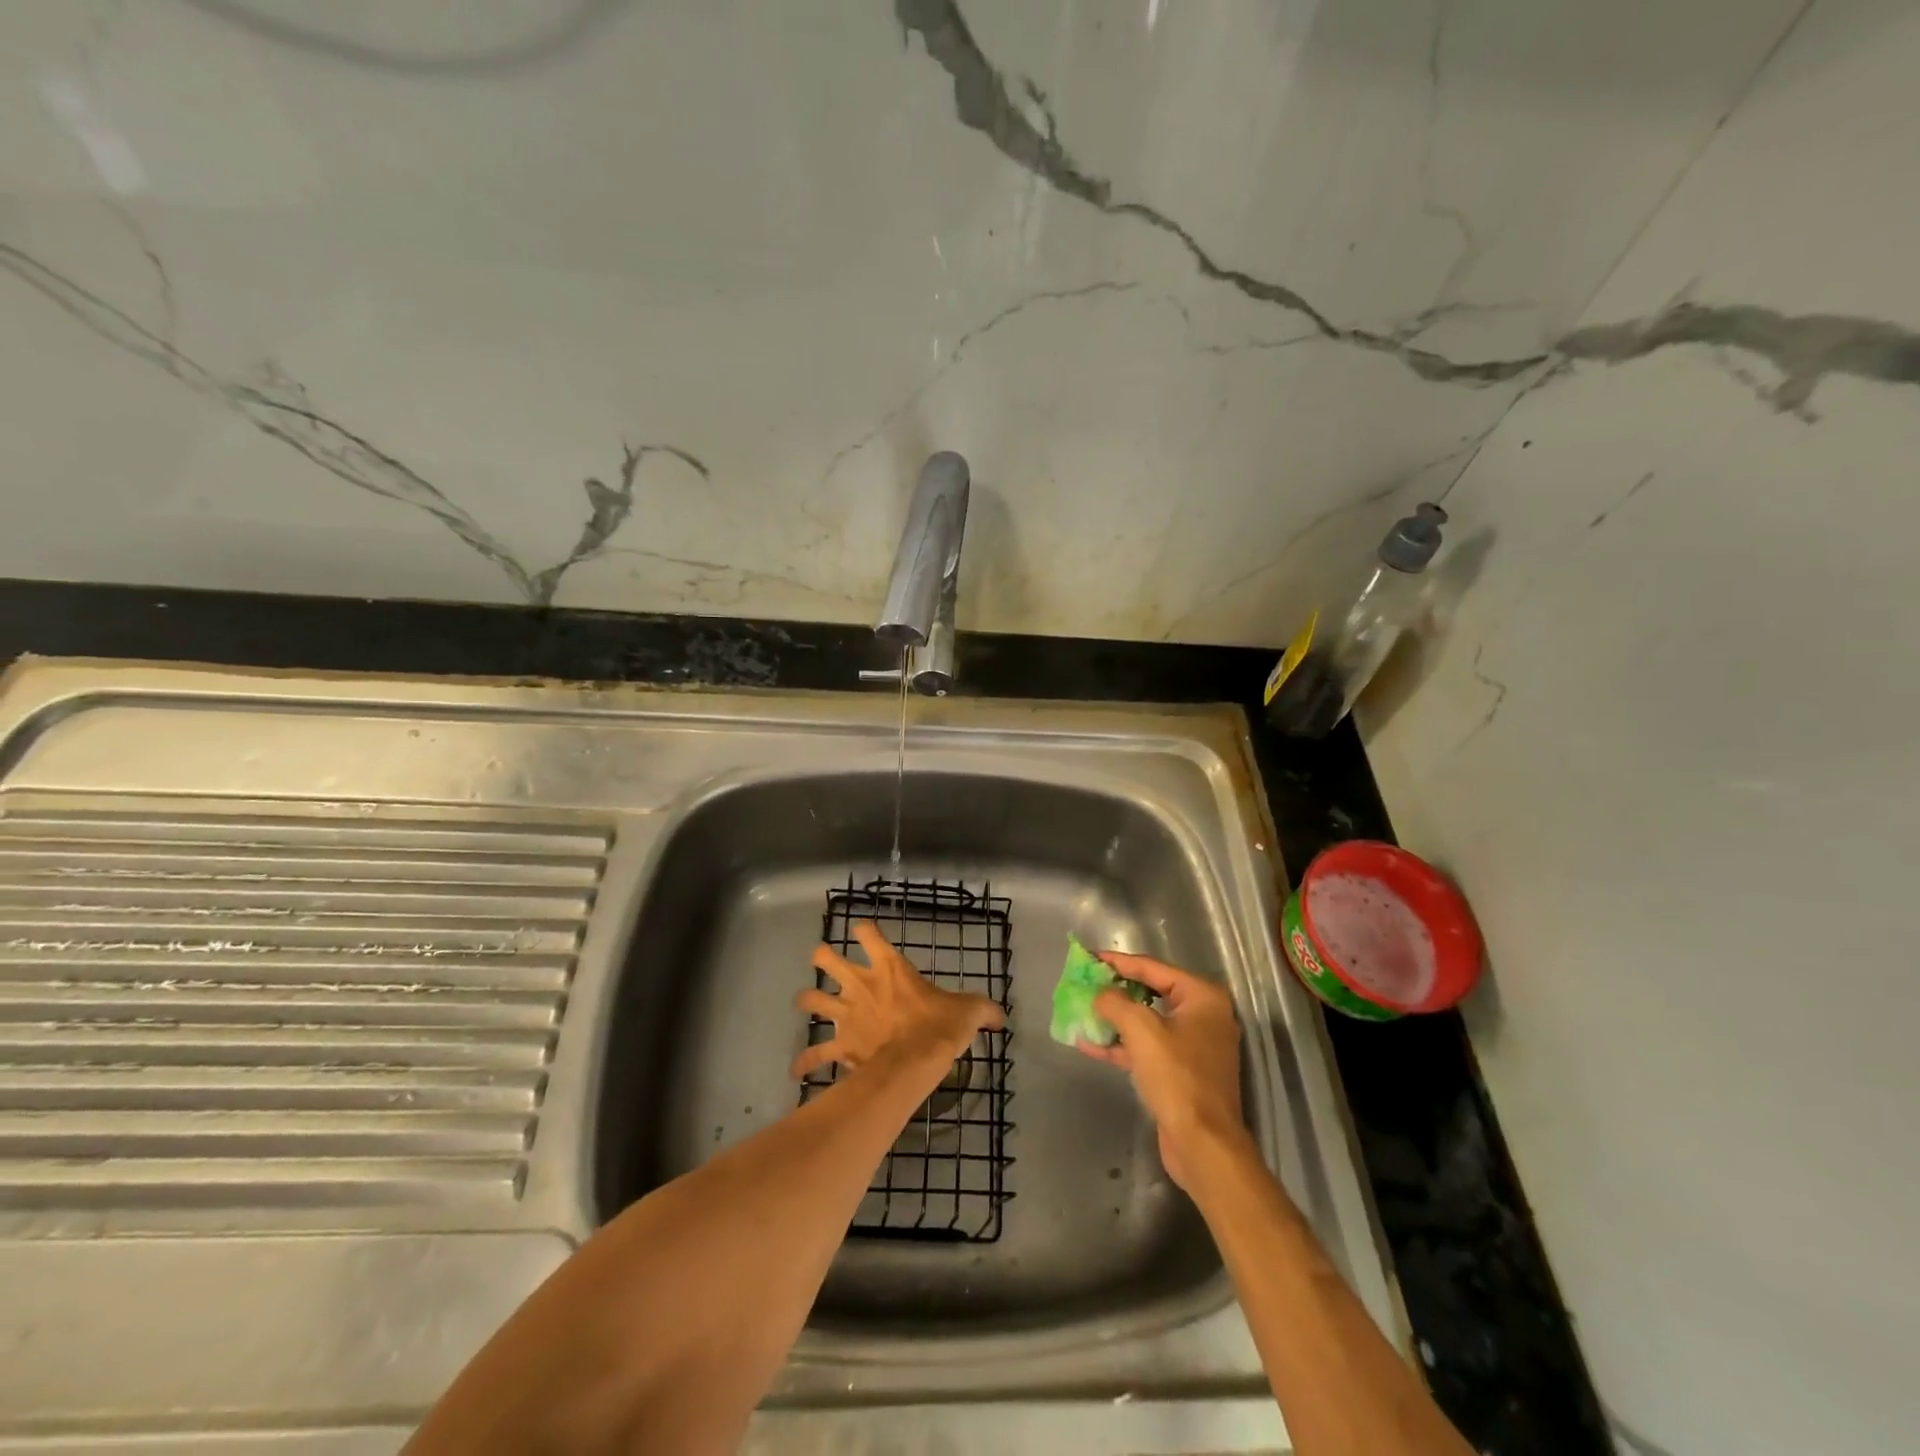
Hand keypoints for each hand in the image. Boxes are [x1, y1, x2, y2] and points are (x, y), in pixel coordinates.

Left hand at [789, 921, 1004, 1081]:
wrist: (914, 1063)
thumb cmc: (939, 1027)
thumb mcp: (968, 1011)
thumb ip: (982, 1009)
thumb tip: (1000, 1016)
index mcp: (890, 967)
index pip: (869, 933)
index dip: (865, 930)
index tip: (866, 932)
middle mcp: (861, 984)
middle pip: (826, 959)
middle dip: (822, 958)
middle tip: (826, 962)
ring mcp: (845, 1014)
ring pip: (810, 1000)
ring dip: (807, 1001)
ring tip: (808, 1004)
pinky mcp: (839, 1045)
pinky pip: (814, 1054)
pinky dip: (805, 1062)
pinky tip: (798, 1070)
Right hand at [1075, 952, 1247, 1189]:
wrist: (1203, 1145)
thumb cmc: (1177, 1077)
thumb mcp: (1141, 1030)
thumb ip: (1115, 1002)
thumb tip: (1099, 994)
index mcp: (1202, 997)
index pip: (1153, 968)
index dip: (1118, 962)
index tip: (1089, 957)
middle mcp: (1203, 1016)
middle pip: (1150, 993)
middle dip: (1115, 991)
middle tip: (1085, 983)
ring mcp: (1194, 1046)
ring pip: (1146, 1022)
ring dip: (1114, 1020)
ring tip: (1081, 1012)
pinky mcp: (1182, 1072)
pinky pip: (1147, 1048)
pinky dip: (1121, 1045)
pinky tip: (1089, 1044)